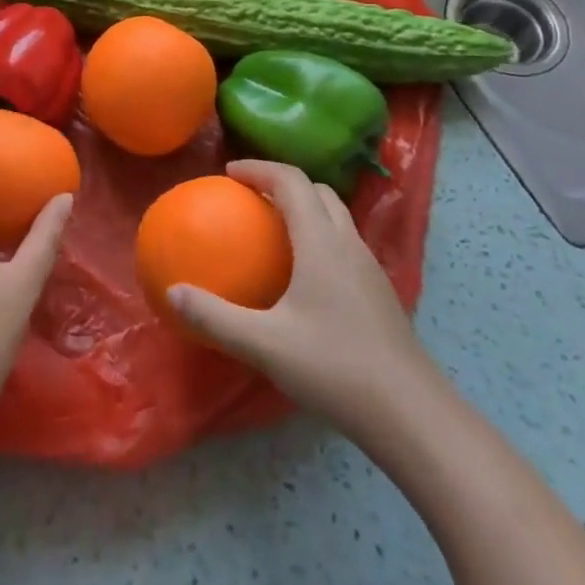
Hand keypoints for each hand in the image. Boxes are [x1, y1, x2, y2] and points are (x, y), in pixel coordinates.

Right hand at [167, 160, 438, 450]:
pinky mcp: (380, 294)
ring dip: (305, 210)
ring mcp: (370, 269)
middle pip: (318, 192)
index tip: (229, 173)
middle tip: (249, 198)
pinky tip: (303, 279)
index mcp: (321, 242)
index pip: (291, 181)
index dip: (259, 168)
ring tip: (273, 231)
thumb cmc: (335, 368)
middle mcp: (349, 244)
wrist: (412, 415)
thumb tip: (173, 294)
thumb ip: (215, 318)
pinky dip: (319, 238)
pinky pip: (344, 245)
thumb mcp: (264, 345)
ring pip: (336, 218)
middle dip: (282, 184)